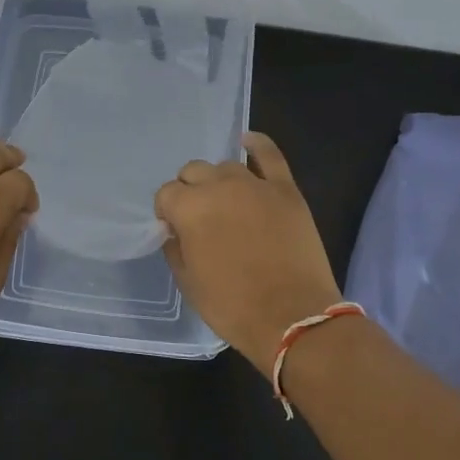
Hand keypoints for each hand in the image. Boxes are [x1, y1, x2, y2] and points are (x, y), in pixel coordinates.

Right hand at [154, 132, 342, 370]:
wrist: (293, 318)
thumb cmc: (233, 306)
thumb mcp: (188, 283)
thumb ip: (175, 247)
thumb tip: (176, 229)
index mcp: (190, 209)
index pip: (166, 194)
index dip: (168, 212)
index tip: (176, 230)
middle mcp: (219, 187)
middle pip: (193, 172)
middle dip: (189, 191)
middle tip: (200, 218)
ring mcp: (255, 185)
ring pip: (226, 166)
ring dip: (219, 182)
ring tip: (226, 203)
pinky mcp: (285, 190)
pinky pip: (269, 155)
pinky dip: (257, 145)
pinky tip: (248, 141)